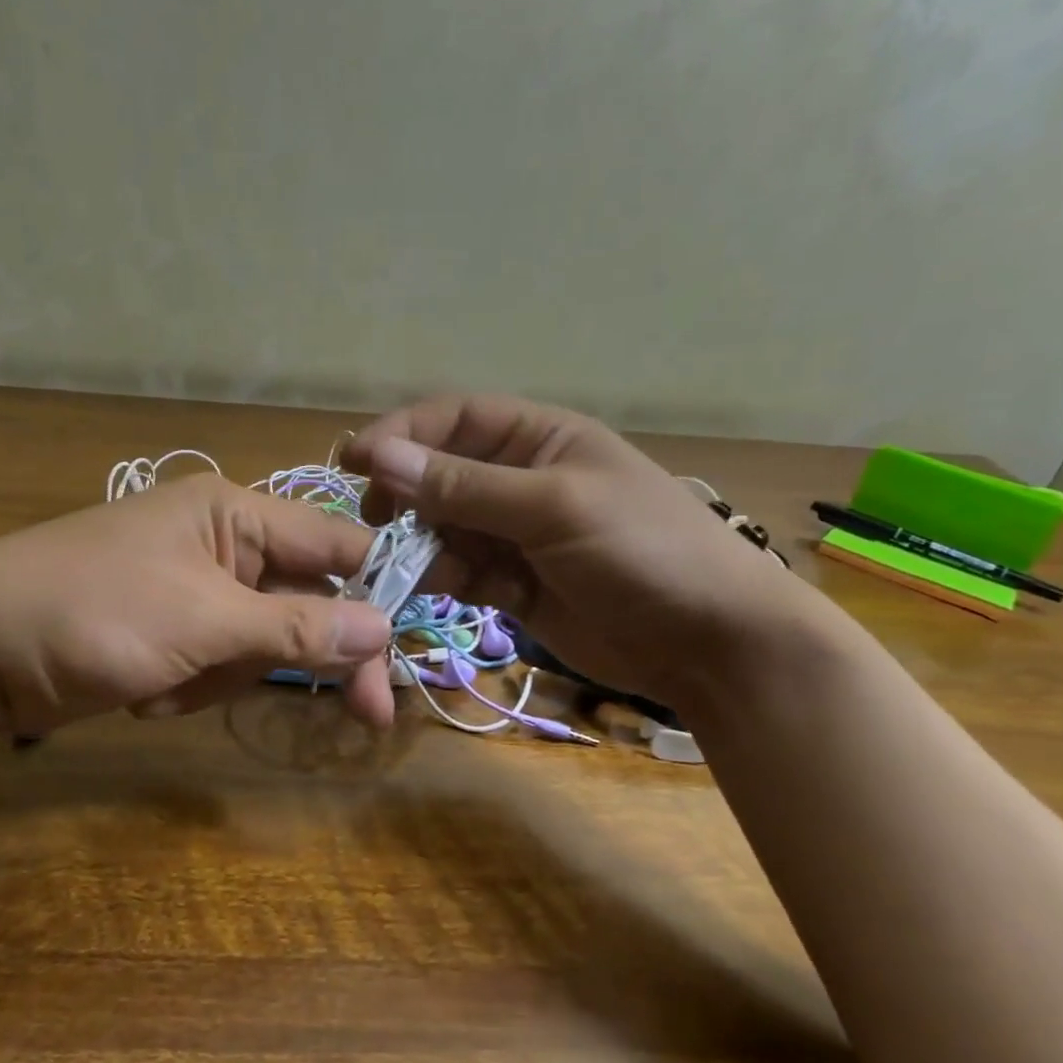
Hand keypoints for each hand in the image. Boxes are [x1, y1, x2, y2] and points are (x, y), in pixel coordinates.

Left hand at [0, 474, 395, 737]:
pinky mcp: (172, 631)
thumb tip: (383, 627)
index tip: (411, 654)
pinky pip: (220, 662)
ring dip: (230, 675)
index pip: (335, 548)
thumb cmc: (90, 614)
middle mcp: (224, 543)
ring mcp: (196, 590)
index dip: (378, 596)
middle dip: (311, 656)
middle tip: (364, 717)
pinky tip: (147, 692)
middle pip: (307, 602)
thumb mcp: (201, 621)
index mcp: (235, 512)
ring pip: (264, 642)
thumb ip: (295, 627)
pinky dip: (195, 686)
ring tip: (168, 684)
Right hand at [342, 394, 804, 708]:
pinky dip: (444, 580)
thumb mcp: (554, 506)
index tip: (354, 461)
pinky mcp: (513, 585)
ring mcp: (515, 535)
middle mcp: (520, 480)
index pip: (455, 419)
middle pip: (440, 475)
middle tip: (376, 523)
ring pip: (443, 529)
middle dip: (406, 495)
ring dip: (422, 545)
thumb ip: (466, 487)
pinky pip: (461, 572)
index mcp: (538, 439)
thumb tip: (380, 457)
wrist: (708, 642)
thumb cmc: (642, 549)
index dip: (403, 434)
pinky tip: (446, 592)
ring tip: (412, 569)